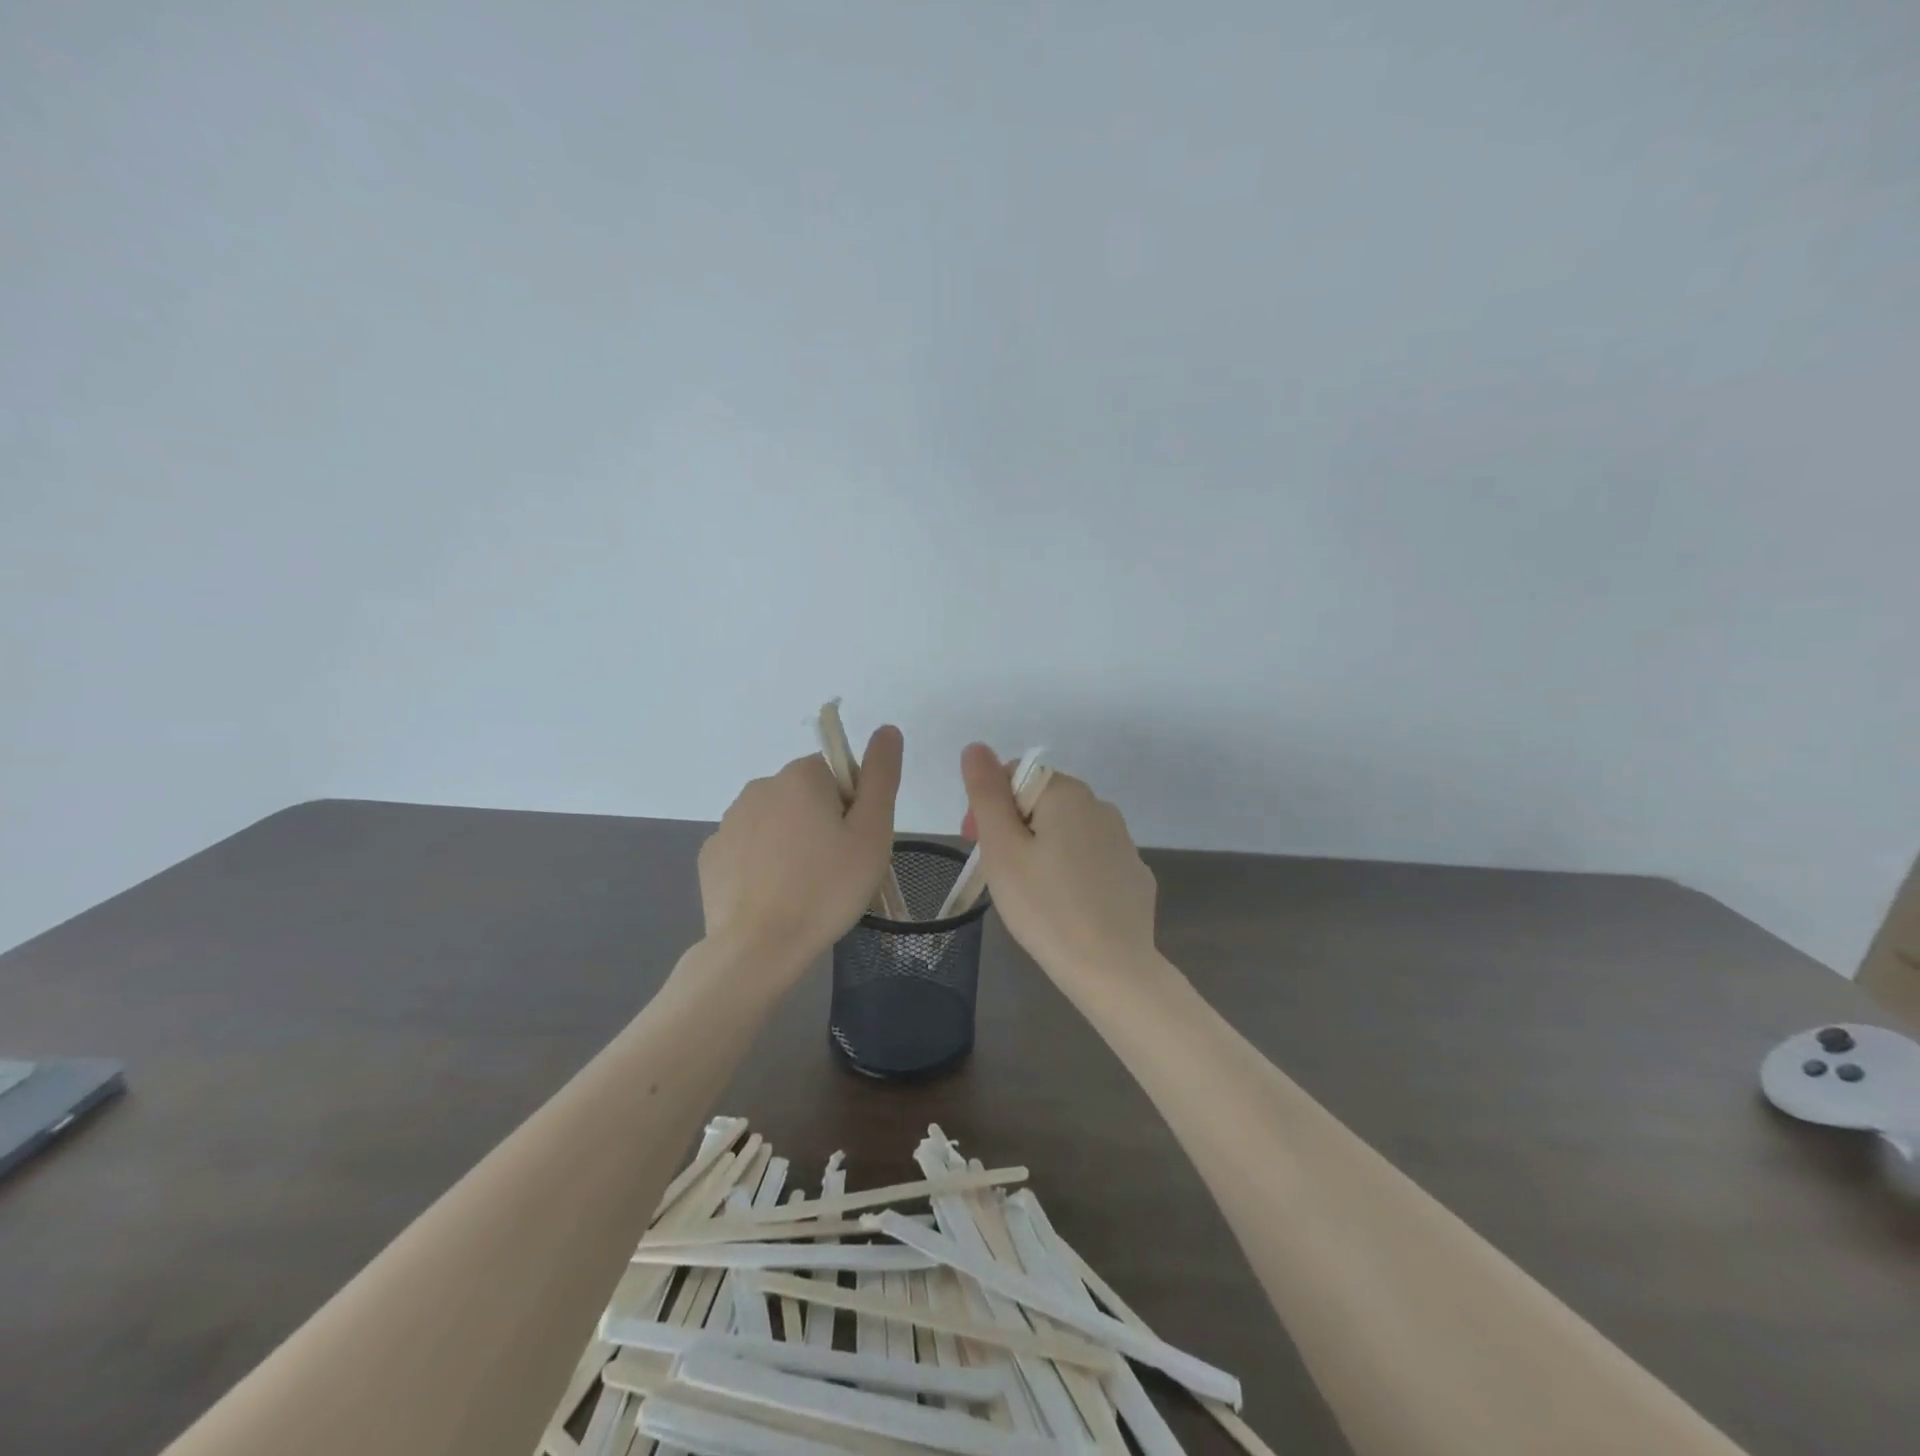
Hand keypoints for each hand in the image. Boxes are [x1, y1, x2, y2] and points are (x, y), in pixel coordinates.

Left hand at [698, 727, 903, 979]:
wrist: (759, 947)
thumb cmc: (827, 888)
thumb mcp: (872, 832)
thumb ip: (881, 775)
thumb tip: (887, 729)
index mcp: (801, 776)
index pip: (837, 773)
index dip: (853, 806)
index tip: (854, 844)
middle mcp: (760, 786)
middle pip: (805, 794)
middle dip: (821, 822)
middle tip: (836, 868)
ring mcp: (729, 821)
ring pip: (775, 821)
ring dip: (791, 841)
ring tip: (804, 887)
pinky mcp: (711, 854)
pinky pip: (748, 847)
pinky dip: (762, 863)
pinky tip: (773, 895)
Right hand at [959, 742, 1157, 985]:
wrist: (1111, 969)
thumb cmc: (1044, 905)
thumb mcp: (1002, 848)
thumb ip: (986, 793)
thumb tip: (976, 747)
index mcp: (1067, 794)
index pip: (1016, 776)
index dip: (989, 806)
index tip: (977, 845)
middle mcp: (1101, 806)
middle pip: (1042, 802)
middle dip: (1014, 828)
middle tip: (998, 874)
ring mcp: (1124, 842)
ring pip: (1067, 832)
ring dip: (1042, 849)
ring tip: (1030, 894)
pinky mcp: (1134, 875)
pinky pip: (1092, 860)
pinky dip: (1072, 872)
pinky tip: (1065, 906)